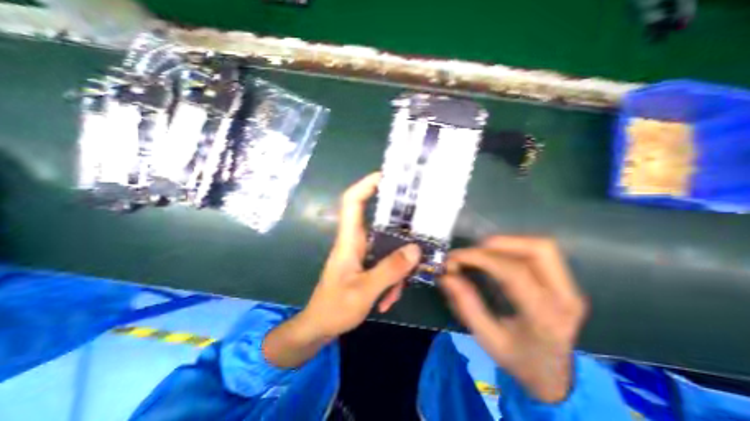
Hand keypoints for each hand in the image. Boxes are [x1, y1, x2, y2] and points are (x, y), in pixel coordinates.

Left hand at [262, 175, 421, 367]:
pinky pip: (386, 263)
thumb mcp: (364, 291)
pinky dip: (392, 279)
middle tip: (419, 229)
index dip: (366, 185)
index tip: (387, 176)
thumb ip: (389, 270)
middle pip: (379, 222)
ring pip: (387, 247)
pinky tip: (388, 299)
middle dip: (398, 227)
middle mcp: (356, 241)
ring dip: (397, 267)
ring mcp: (363, 253)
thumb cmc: (334, 308)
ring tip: (396, 291)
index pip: (352, 202)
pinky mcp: (367, 265)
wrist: (319, 327)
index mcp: (349, 240)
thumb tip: (415, 249)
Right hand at [440, 235, 587, 402]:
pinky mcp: (565, 282)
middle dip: (497, 244)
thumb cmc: (520, 359)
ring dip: (506, 243)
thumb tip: (446, 276)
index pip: (513, 273)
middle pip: (537, 250)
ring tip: (481, 253)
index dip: (480, 258)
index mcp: (544, 318)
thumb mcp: (487, 339)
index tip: (455, 258)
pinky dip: (514, 247)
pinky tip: (496, 257)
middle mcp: (564, 298)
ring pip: (541, 247)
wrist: (557, 375)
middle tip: (471, 253)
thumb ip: (466, 305)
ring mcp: (570, 288)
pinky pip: (540, 252)